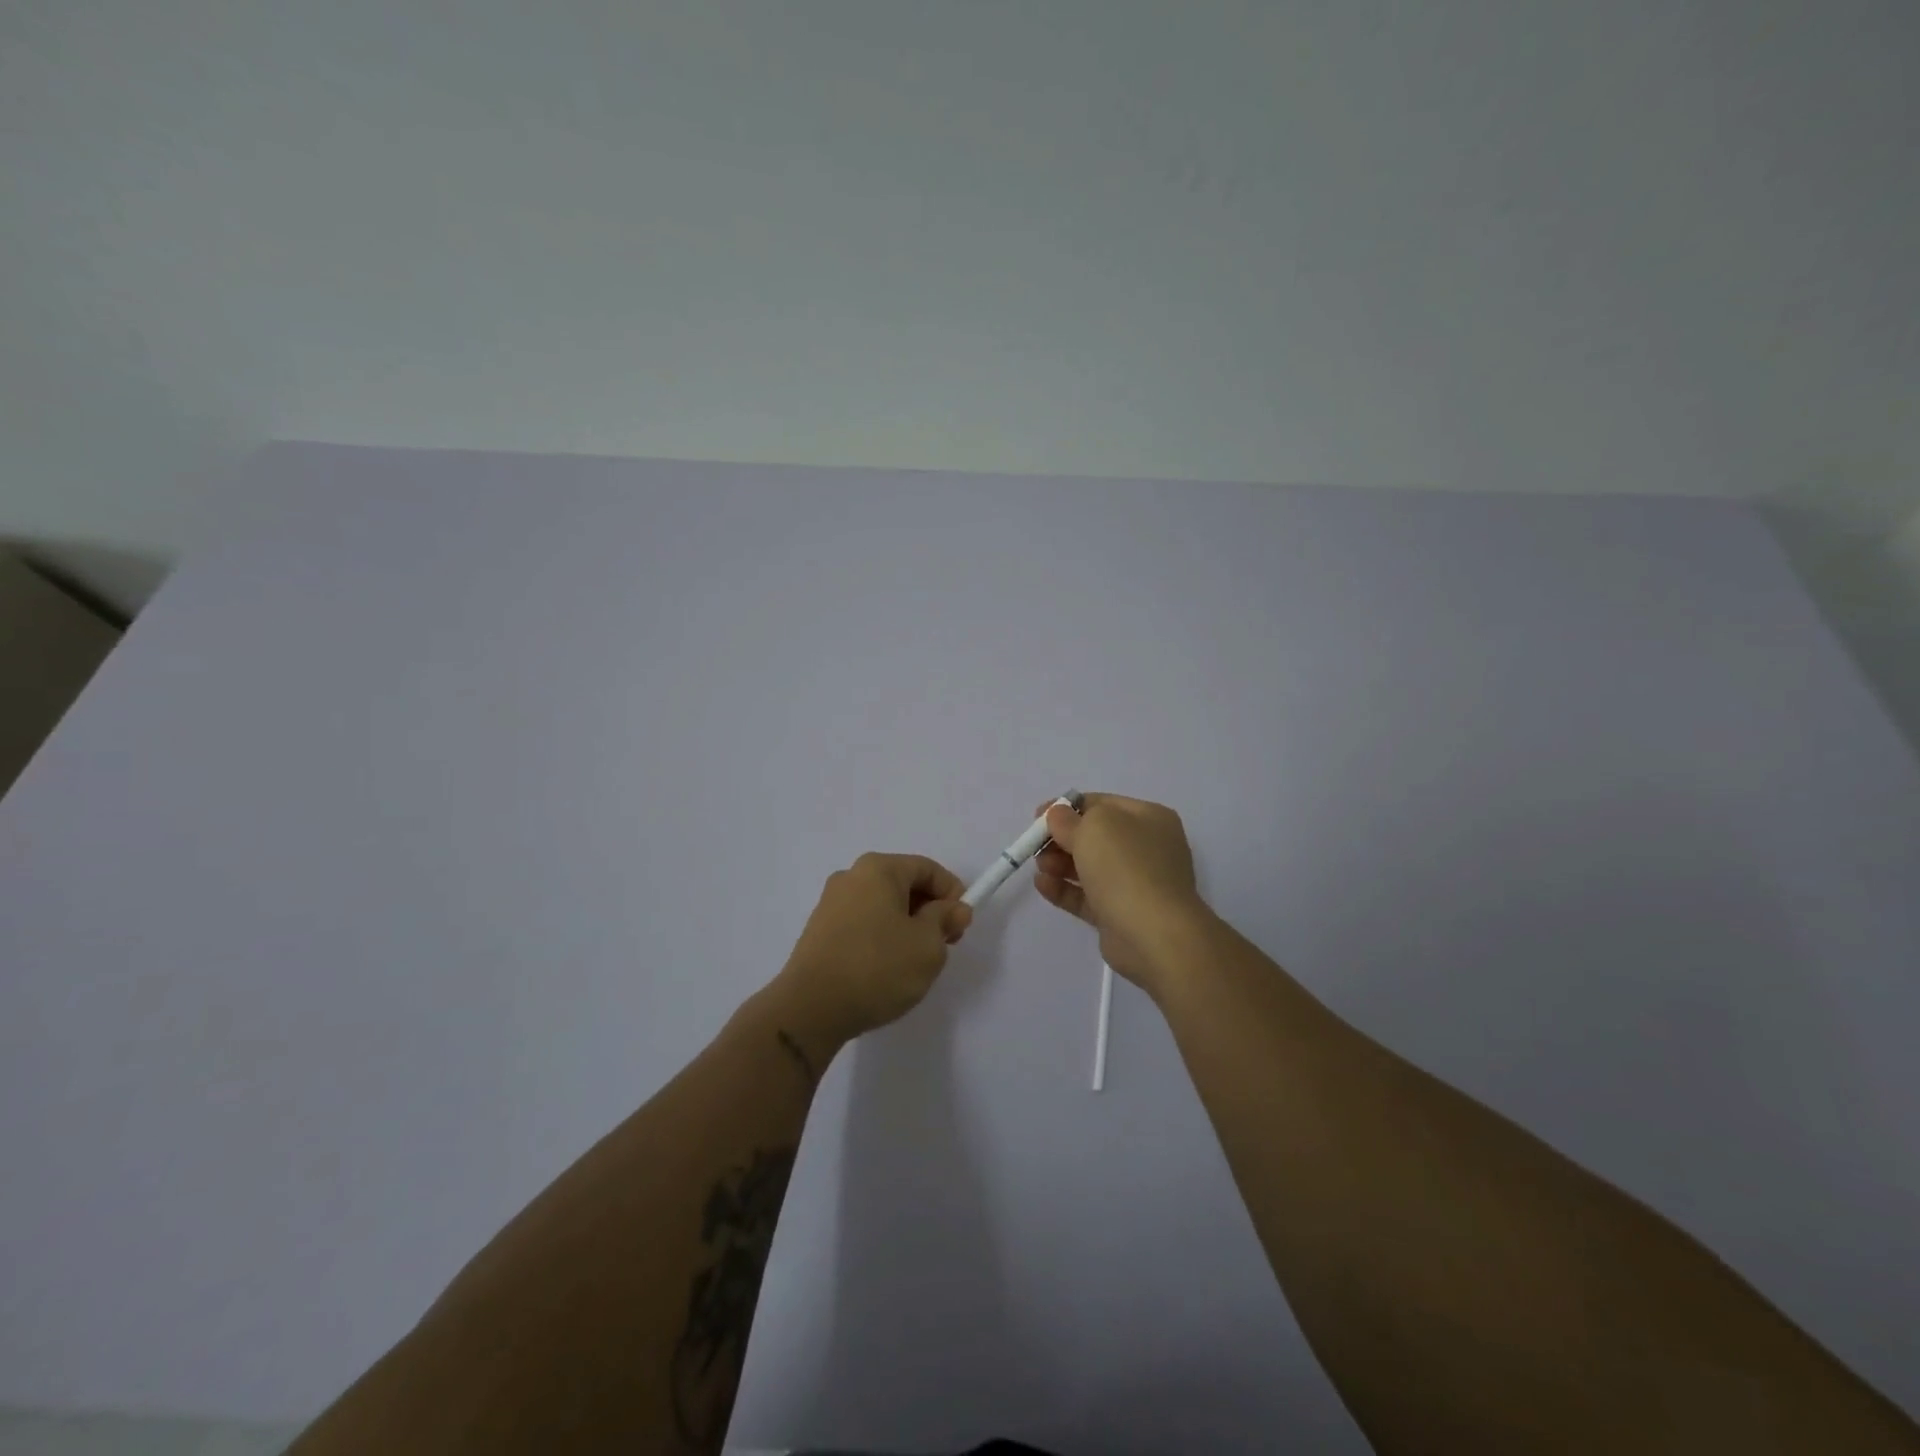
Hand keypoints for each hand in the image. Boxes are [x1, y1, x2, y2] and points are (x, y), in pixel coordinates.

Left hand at [771, 852, 972, 1045]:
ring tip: (915, 962)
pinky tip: (886, 969)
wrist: (810, 1008)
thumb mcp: (928, 946)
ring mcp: (830, 904)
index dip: (952, 893)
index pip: (927, 869)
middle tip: (943, 944)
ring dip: (906, 926)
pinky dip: (881, 937)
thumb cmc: (877, 968)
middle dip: (929, 910)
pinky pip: (862, 923)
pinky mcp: (819, 931)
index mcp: (878, 869)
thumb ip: (945, 920)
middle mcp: (851, 876)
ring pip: (883, 906)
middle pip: (903, 884)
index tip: (961, 925)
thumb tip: (954, 909)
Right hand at [1033, 793, 1207, 996]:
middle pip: (1094, 837)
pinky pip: (1087, 896)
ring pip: (1089, 867)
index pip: (1102, 804)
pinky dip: (1064, 889)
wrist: (1154, 934)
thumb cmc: (1126, 867)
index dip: (1067, 808)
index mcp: (1149, 818)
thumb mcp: (1094, 827)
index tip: (1038, 817)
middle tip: (1036, 846)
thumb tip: (1058, 816)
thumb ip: (1069, 818)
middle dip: (1061, 839)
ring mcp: (1135, 883)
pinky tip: (1042, 885)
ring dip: (1059, 863)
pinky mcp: (1120, 914)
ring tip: (1040, 867)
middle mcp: (1146, 848)